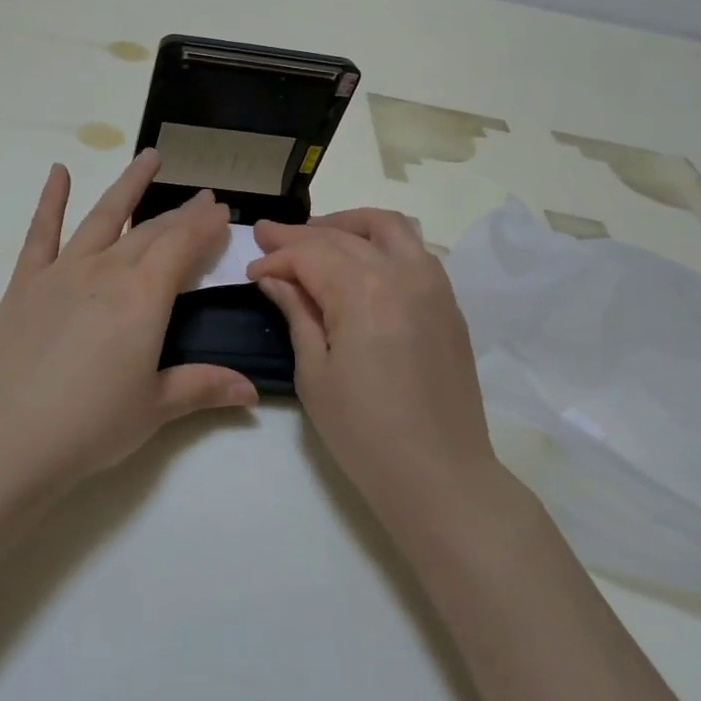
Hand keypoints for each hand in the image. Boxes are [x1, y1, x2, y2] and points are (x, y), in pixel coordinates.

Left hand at [0, 151, 258, 492]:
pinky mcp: (27, 280)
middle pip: (152, 231)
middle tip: (204, 196)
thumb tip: (251, 391)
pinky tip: (58, 171)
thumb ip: (204, 387)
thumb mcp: (156, 408)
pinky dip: (50, 199)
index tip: (223, 211)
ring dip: (129, 185)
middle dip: (182, 212)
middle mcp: (108, 270)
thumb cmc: (91, 424)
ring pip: (104, 216)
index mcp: (144, 297)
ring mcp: (64, 270)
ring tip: (150, 156)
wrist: (9, 435)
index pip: (184, 247)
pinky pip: (41, 231)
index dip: (206, 227)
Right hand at [248, 209, 506, 526]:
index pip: (309, 255)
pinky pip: (414, 249)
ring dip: (346, 225)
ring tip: (316, 236)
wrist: (440, 476)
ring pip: (387, 226)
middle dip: (300, 235)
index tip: (252, 270)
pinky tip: (360, 261)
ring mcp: (432, 284)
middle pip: (342, 235)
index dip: (276, 258)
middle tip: (267, 236)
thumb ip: (297, 314)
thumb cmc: (364, 432)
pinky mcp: (448, 302)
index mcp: (362, 291)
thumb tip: (275, 279)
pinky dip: (381, 242)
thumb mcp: (314, 373)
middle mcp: (401, 273)